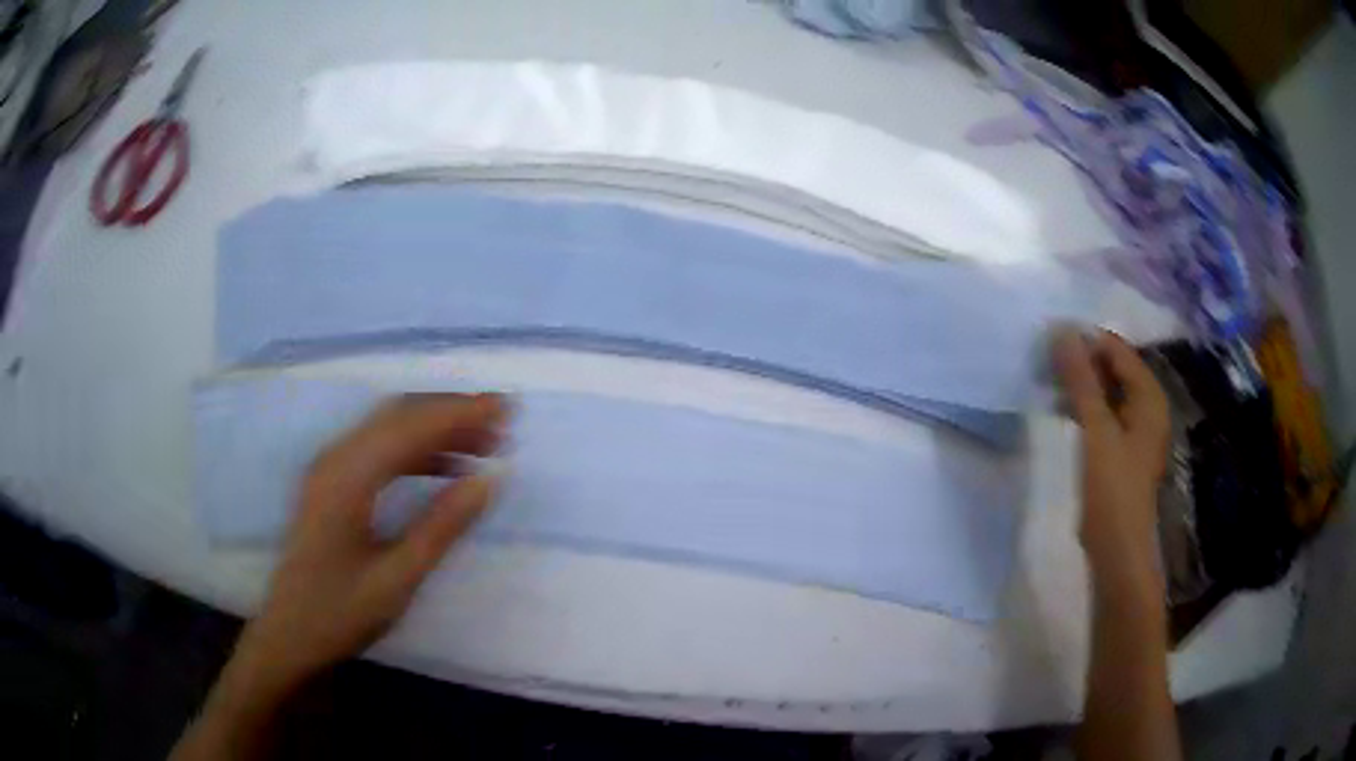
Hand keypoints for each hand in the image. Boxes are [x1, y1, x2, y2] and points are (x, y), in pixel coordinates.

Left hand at [237, 392, 506, 688]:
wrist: (290, 636)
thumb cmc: (341, 612)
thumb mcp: (399, 577)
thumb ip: (443, 525)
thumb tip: (490, 478)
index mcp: (348, 477)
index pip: (411, 425)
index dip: (462, 412)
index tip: (508, 409)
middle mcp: (336, 459)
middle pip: (398, 415)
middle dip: (451, 413)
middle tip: (501, 426)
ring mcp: (329, 469)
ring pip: (388, 429)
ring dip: (434, 429)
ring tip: (482, 446)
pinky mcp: (330, 484)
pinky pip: (377, 449)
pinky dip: (414, 449)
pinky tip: (443, 468)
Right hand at [1053, 328, 1169, 590]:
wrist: (1117, 550)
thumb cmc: (1113, 489)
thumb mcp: (1096, 430)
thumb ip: (1081, 380)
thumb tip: (1062, 331)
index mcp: (1149, 397)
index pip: (1118, 350)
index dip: (1087, 340)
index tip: (1051, 338)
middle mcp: (1147, 407)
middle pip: (1114, 369)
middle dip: (1082, 361)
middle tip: (1046, 359)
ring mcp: (1136, 431)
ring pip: (1107, 392)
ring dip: (1081, 384)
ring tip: (1048, 380)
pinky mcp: (1122, 450)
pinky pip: (1104, 414)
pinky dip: (1084, 407)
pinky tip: (1061, 408)